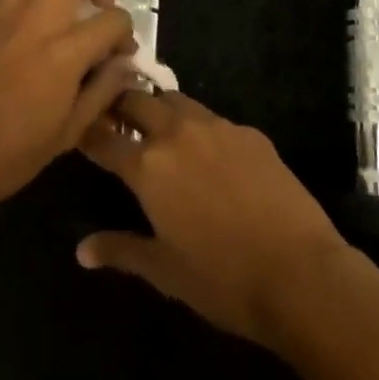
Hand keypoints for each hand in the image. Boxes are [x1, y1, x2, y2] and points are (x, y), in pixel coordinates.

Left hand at [0, 0, 134, 217]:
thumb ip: (102, 91)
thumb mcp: (67, 134)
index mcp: (65, 52)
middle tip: (103, 0)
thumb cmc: (7, 154)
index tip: (122, 50)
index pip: (113, 19)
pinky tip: (30, 5)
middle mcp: (38, 17)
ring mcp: (5, 9)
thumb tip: (125, 64)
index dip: (126, 32)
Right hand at [76, 90, 349, 347]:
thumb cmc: (222, 279)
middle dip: (121, 105)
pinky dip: (199, 127)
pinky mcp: (249, 132)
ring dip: (160, 109)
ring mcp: (217, 127)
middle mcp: (177, 133)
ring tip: (157, 126)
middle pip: (138, 100)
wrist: (300, 272)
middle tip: (115, 117)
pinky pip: (213, 119)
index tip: (78, 129)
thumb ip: (120, 250)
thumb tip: (82, 250)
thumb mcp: (164, 271)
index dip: (87, 132)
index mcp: (148, 165)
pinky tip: (208, 152)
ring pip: (176, 101)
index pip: (104, 137)